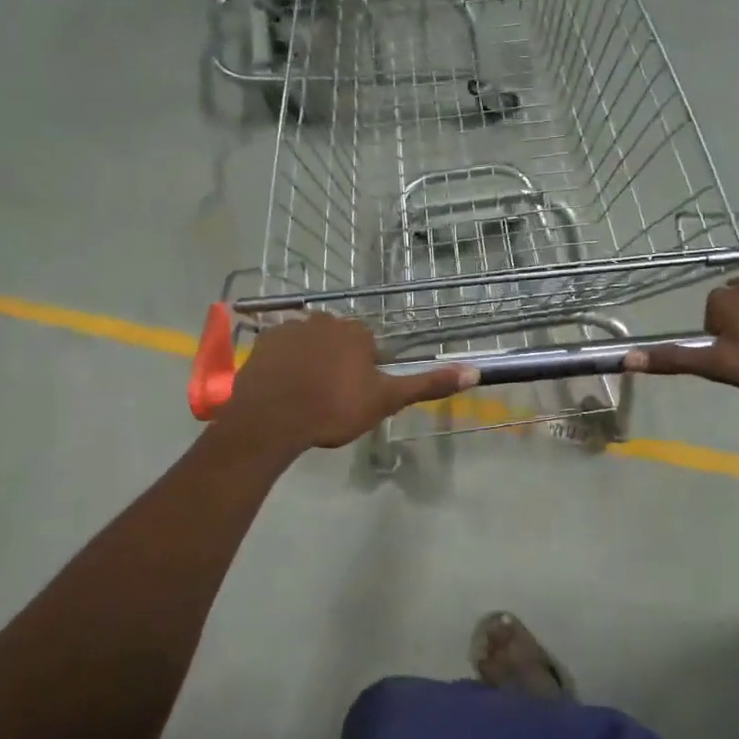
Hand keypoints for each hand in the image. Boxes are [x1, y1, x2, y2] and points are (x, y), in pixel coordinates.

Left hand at [216, 314, 474, 453]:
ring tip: (303, 397)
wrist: (272, 418)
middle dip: (337, 365)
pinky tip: (282, 390)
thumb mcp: (386, 400)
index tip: (355, 398)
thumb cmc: (334, 408)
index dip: (364, 374)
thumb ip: (427, 385)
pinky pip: (281, 350)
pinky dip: (284, 365)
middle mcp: (326, 319)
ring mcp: (291, 328)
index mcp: (357, 332)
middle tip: (330, 400)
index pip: (368, 348)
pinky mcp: (263, 341)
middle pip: (338, 343)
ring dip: (309, 363)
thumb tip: (475, 371)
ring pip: (309, 344)